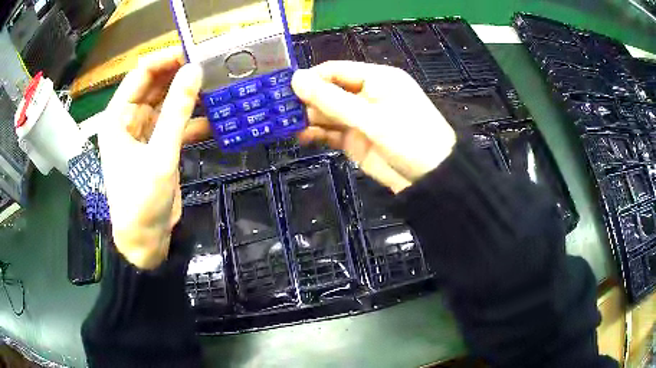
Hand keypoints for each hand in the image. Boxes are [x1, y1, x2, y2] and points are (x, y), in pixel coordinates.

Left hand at [98, 49, 205, 268]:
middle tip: (212, 66)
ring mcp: (145, 133)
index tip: (195, 53)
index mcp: (118, 118)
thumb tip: (195, 70)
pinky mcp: (159, 147)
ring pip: (168, 103)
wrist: (145, 241)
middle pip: (155, 86)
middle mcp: (129, 120)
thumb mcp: (160, 155)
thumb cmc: (141, 201)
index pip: (140, 75)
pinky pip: (176, 124)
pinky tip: (215, 116)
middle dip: (180, 75)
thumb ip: (177, 111)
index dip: (166, 60)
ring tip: (218, 85)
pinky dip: (193, 119)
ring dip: (189, 96)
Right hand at [291, 61, 455, 192]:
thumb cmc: (409, 138)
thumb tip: (295, 78)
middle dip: (305, 100)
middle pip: (328, 91)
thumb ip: (332, 100)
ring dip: (307, 118)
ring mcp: (359, 119)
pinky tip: (301, 137)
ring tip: (284, 125)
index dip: (311, 78)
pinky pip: (330, 133)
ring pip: (327, 113)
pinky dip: (316, 134)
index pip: (336, 70)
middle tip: (277, 110)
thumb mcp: (371, 117)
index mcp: (375, 79)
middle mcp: (365, 95)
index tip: (285, 88)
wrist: (431, 179)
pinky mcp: (355, 140)